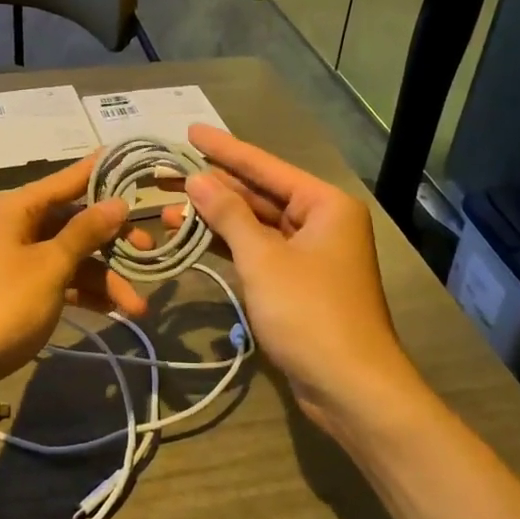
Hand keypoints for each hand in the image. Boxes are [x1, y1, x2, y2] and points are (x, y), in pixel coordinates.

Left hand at [0, 155, 146, 426]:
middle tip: (150, 255)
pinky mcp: (16, 289)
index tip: (137, 164)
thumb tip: (118, 202)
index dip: (103, 173)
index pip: (69, 179)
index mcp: (17, 208)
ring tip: (138, 308)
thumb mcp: (51, 267)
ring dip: (103, 278)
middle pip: (74, 222)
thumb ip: (86, 232)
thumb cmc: (2, 306)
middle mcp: (15, 225)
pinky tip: (113, 311)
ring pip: (70, 256)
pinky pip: (57, 279)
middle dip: (113, 243)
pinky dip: (82, 292)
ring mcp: (14, 258)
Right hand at [163, 126, 424, 438]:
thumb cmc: (309, 312)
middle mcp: (322, 221)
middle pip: (260, 194)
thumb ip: (228, 215)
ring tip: (169, 209)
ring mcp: (312, 254)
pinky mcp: (299, 283)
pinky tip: (197, 237)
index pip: (265, 166)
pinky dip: (231, 245)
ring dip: (217, 218)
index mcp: (325, 204)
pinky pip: (261, 250)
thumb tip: (197, 179)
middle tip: (169, 174)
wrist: (350, 387)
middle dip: (215, 187)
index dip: (225, 149)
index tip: (190, 131)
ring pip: (257, 225)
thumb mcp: (263, 258)